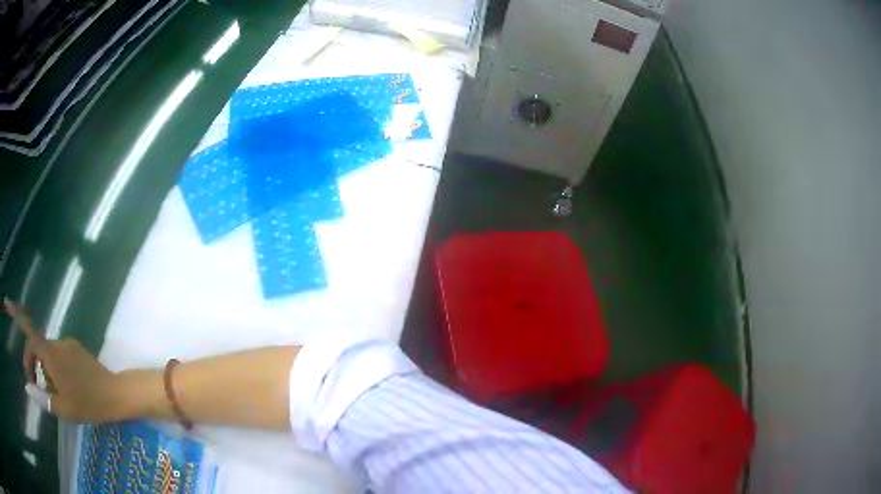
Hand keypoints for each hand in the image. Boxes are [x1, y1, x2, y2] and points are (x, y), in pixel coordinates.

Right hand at [5, 298, 125, 422]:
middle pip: (36, 347)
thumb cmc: (88, 403)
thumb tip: (28, 388)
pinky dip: (56, 369)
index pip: (28, 330)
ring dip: (45, 371)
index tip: (7, 302)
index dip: (15, 314)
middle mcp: (56, 343)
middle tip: (36, 388)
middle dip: (32, 365)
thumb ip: (43, 398)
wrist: (116, 394)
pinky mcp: (77, 349)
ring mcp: (68, 344)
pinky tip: (66, 389)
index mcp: (50, 354)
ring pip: (48, 354)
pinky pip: (59, 356)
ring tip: (56, 395)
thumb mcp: (63, 408)